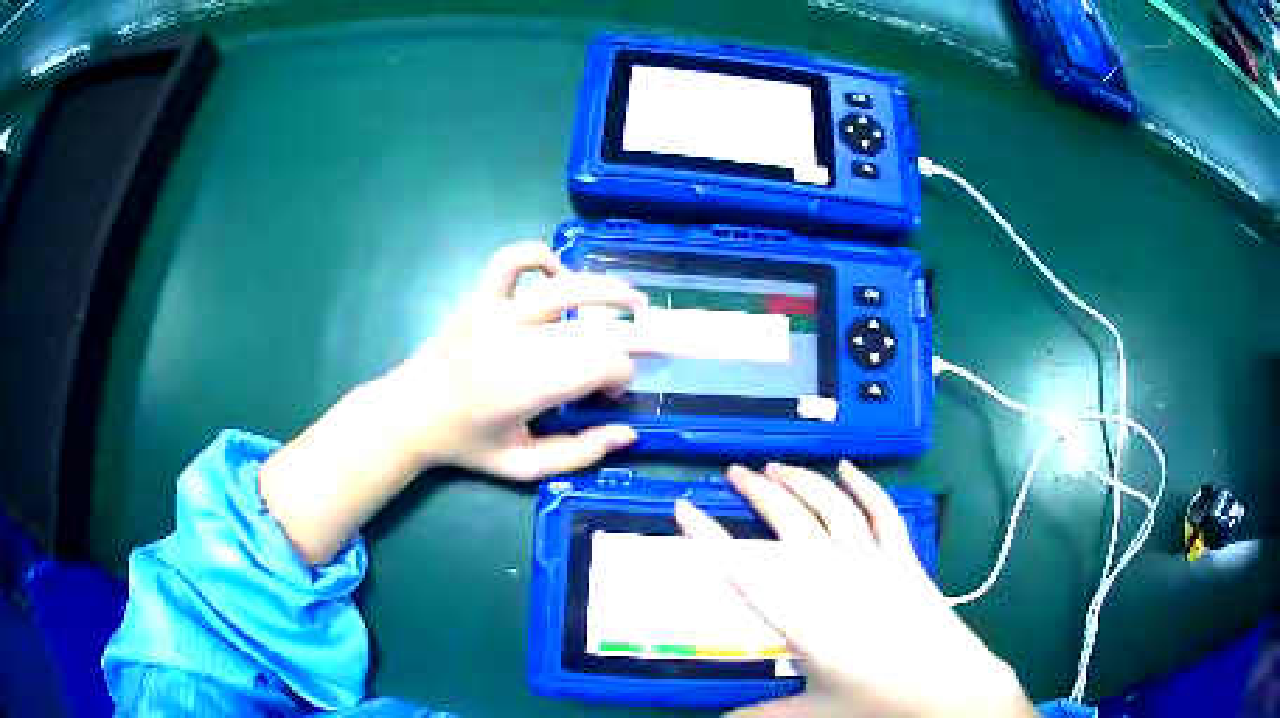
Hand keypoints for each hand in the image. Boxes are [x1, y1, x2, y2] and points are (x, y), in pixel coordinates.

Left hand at [261, 241, 649, 564]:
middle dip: (626, 342)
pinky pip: (512, 260)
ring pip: (564, 286)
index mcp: (524, 388)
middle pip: (591, 329)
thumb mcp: (522, 466)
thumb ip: (578, 454)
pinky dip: (542, 258)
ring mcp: (494, 313)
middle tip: (639, 352)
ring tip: (634, 301)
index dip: (621, 375)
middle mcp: (514, 342)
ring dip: (608, 290)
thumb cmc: (466, 444)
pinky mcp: (479, 298)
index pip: (599, 365)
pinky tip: (560, 276)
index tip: (614, 393)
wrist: (408, 413)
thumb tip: (627, 433)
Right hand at [675, 462, 1035, 717]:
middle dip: (756, 493)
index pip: (745, 572)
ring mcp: (875, 564)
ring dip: (802, 482)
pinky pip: (882, 514)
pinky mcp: (905, 559)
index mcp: (805, 619)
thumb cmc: (878, 703)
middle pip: (789, 524)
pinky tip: (847, 469)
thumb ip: (761, 716)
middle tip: (732, 473)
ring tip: (774, 466)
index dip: (710, 538)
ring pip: (832, 509)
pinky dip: (864, 487)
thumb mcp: (814, 713)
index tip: (685, 508)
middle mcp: (835, 580)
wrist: (948, 689)